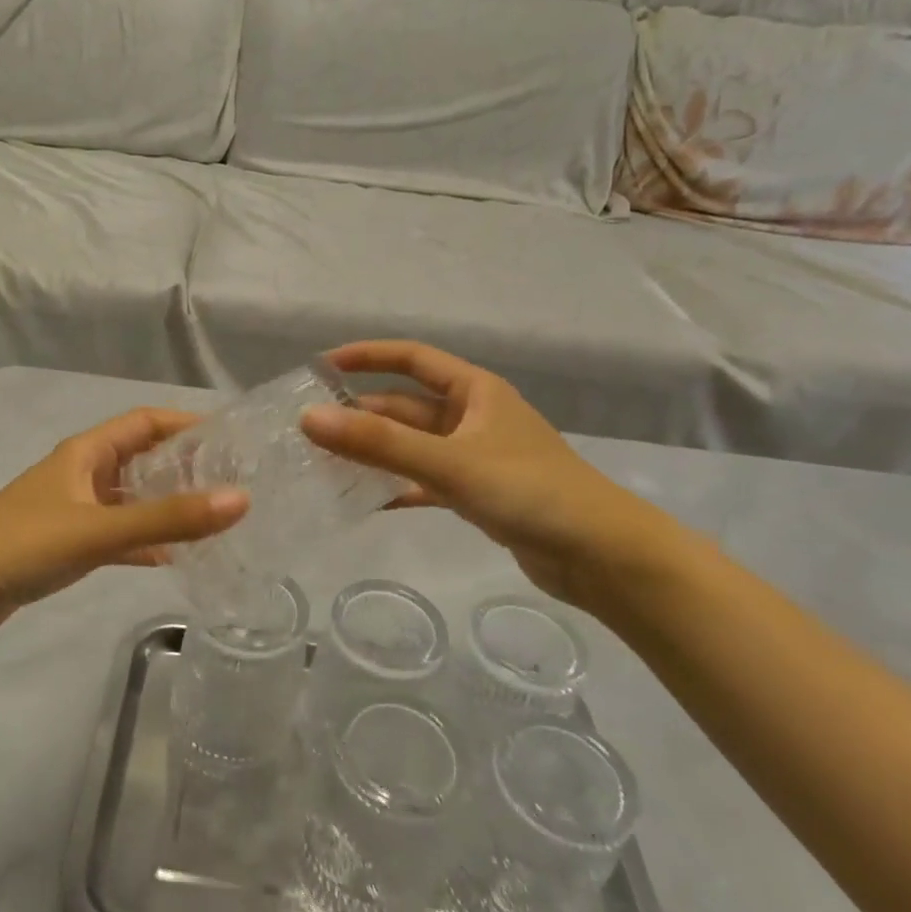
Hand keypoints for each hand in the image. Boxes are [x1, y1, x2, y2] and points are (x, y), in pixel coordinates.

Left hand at [0, 407, 247, 631]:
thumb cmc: (25, 544)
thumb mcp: (100, 529)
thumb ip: (169, 518)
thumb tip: (242, 500)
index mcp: (86, 452)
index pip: (146, 422)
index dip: (187, 423)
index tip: (231, 438)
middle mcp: (83, 473)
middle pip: (143, 458)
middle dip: (185, 466)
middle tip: (232, 482)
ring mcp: (75, 510)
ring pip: (133, 499)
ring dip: (167, 505)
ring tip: (214, 518)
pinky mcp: (68, 544)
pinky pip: (119, 535)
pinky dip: (145, 542)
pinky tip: (175, 558)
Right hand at [300, 341, 679, 610]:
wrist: (601, 555)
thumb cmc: (529, 491)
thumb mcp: (449, 461)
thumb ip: (379, 443)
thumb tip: (309, 418)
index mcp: (475, 391)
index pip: (413, 358)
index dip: (368, 356)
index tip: (322, 367)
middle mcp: (474, 417)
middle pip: (407, 406)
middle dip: (363, 414)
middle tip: (311, 429)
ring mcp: (477, 458)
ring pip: (414, 446)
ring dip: (376, 452)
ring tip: (325, 463)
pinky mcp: (480, 495)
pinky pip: (427, 482)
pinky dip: (399, 488)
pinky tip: (367, 501)